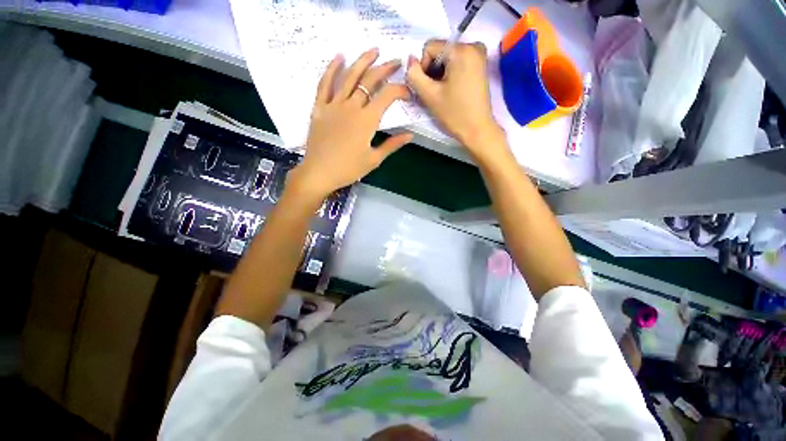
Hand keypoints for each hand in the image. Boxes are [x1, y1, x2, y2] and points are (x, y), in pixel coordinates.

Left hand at [290, 48, 412, 197]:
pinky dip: (331, 69)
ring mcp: (334, 105)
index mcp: (367, 121)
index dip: (400, 90)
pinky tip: (339, 57)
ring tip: (373, 50)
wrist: (320, 173)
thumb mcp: (374, 159)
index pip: (387, 96)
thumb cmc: (349, 169)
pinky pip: (324, 84)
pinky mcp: (319, 108)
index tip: (407, 93)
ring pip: (349, 76)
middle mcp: (351, 107)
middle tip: (396, 62)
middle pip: (370, 81)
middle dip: (385, 69)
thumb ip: (392, 145)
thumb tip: (410, 135)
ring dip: (362, 61)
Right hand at [406, 40, 505, 159]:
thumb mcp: (429, 95)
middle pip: (440, 51)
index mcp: (461, 50)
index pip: (429, 47)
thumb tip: (409, 60)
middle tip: (436, 92)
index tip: (429, 88)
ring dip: (441, 74)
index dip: (423, 67)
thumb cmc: (454, 114)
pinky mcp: (481, 65)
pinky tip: (452, 90)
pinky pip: (458, 62)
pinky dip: (451, 74)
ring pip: (448, 57)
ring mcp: (479, 55)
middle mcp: (473, 45)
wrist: (477, 129)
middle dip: (433, 71)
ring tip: (444, 93)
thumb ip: (414, 75)